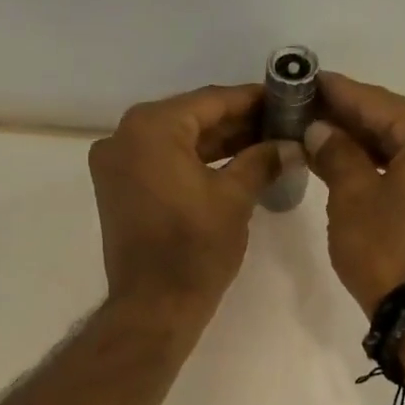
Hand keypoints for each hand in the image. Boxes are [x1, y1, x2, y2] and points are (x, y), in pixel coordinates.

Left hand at [90, 84, 297, 319]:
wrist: (153, 306)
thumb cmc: (194, 249)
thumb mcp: (234, 198)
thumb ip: (261, 160)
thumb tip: (288, 145)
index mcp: (150, 128)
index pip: (210, 101)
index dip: (251, 99)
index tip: (284, 98)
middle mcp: (124, 136)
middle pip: (191, 118)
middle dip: (236, 122)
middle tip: (281, 123)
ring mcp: (116, 164)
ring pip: (177, 141)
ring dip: (218, 143)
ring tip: (266, 142)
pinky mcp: (119, 189)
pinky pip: (162, 162)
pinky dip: (195, 162)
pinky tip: (234, 163)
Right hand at [303, 73, 404, 316]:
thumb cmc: (388, 248)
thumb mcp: (352, 196)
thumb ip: (336, 153)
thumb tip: (319, 130)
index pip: (377, 103)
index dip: (337, 93)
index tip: (308, 79)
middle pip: (398, 123)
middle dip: (353, 120)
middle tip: (309, 111)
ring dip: (370, 146)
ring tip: (326, 138)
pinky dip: (392, 168)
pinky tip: (359, 166)